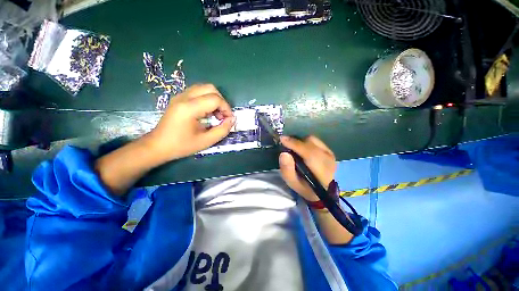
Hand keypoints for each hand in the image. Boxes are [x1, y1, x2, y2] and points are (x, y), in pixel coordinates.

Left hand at [147, 84, 234, 161]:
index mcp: (189, 108)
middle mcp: (184, 97)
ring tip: (215, 114)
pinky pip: (198, 92)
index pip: (215, 99)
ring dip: (214, 99)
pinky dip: (207, 99)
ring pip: (204, 88)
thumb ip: (223, 130)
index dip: (226, 108)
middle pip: (210, 88)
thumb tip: (232, 119)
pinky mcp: (179, 98)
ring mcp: (180, 96)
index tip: (228, 120)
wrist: (158, 146)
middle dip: (221, 101)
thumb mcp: (206, 141)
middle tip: (222, 116)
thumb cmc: (182, 145)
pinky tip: (207, 112)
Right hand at [279, 135, 336, 201]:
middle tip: (285, 145)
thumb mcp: (293, 183)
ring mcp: (330, 153)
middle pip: (310, 143)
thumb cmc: (306, 188)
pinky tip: (302, 149)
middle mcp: (328, 159)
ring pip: (313, 140)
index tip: (282, 139)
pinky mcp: (330, 150)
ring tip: (294, 148)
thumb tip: (283, 154)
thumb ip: (287, 170)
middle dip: (295, 142)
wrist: (324, 190)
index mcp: (321, 171)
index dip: (295, 144)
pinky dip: (306, 142)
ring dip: (301, 141)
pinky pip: (315, 141)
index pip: (309, 153)